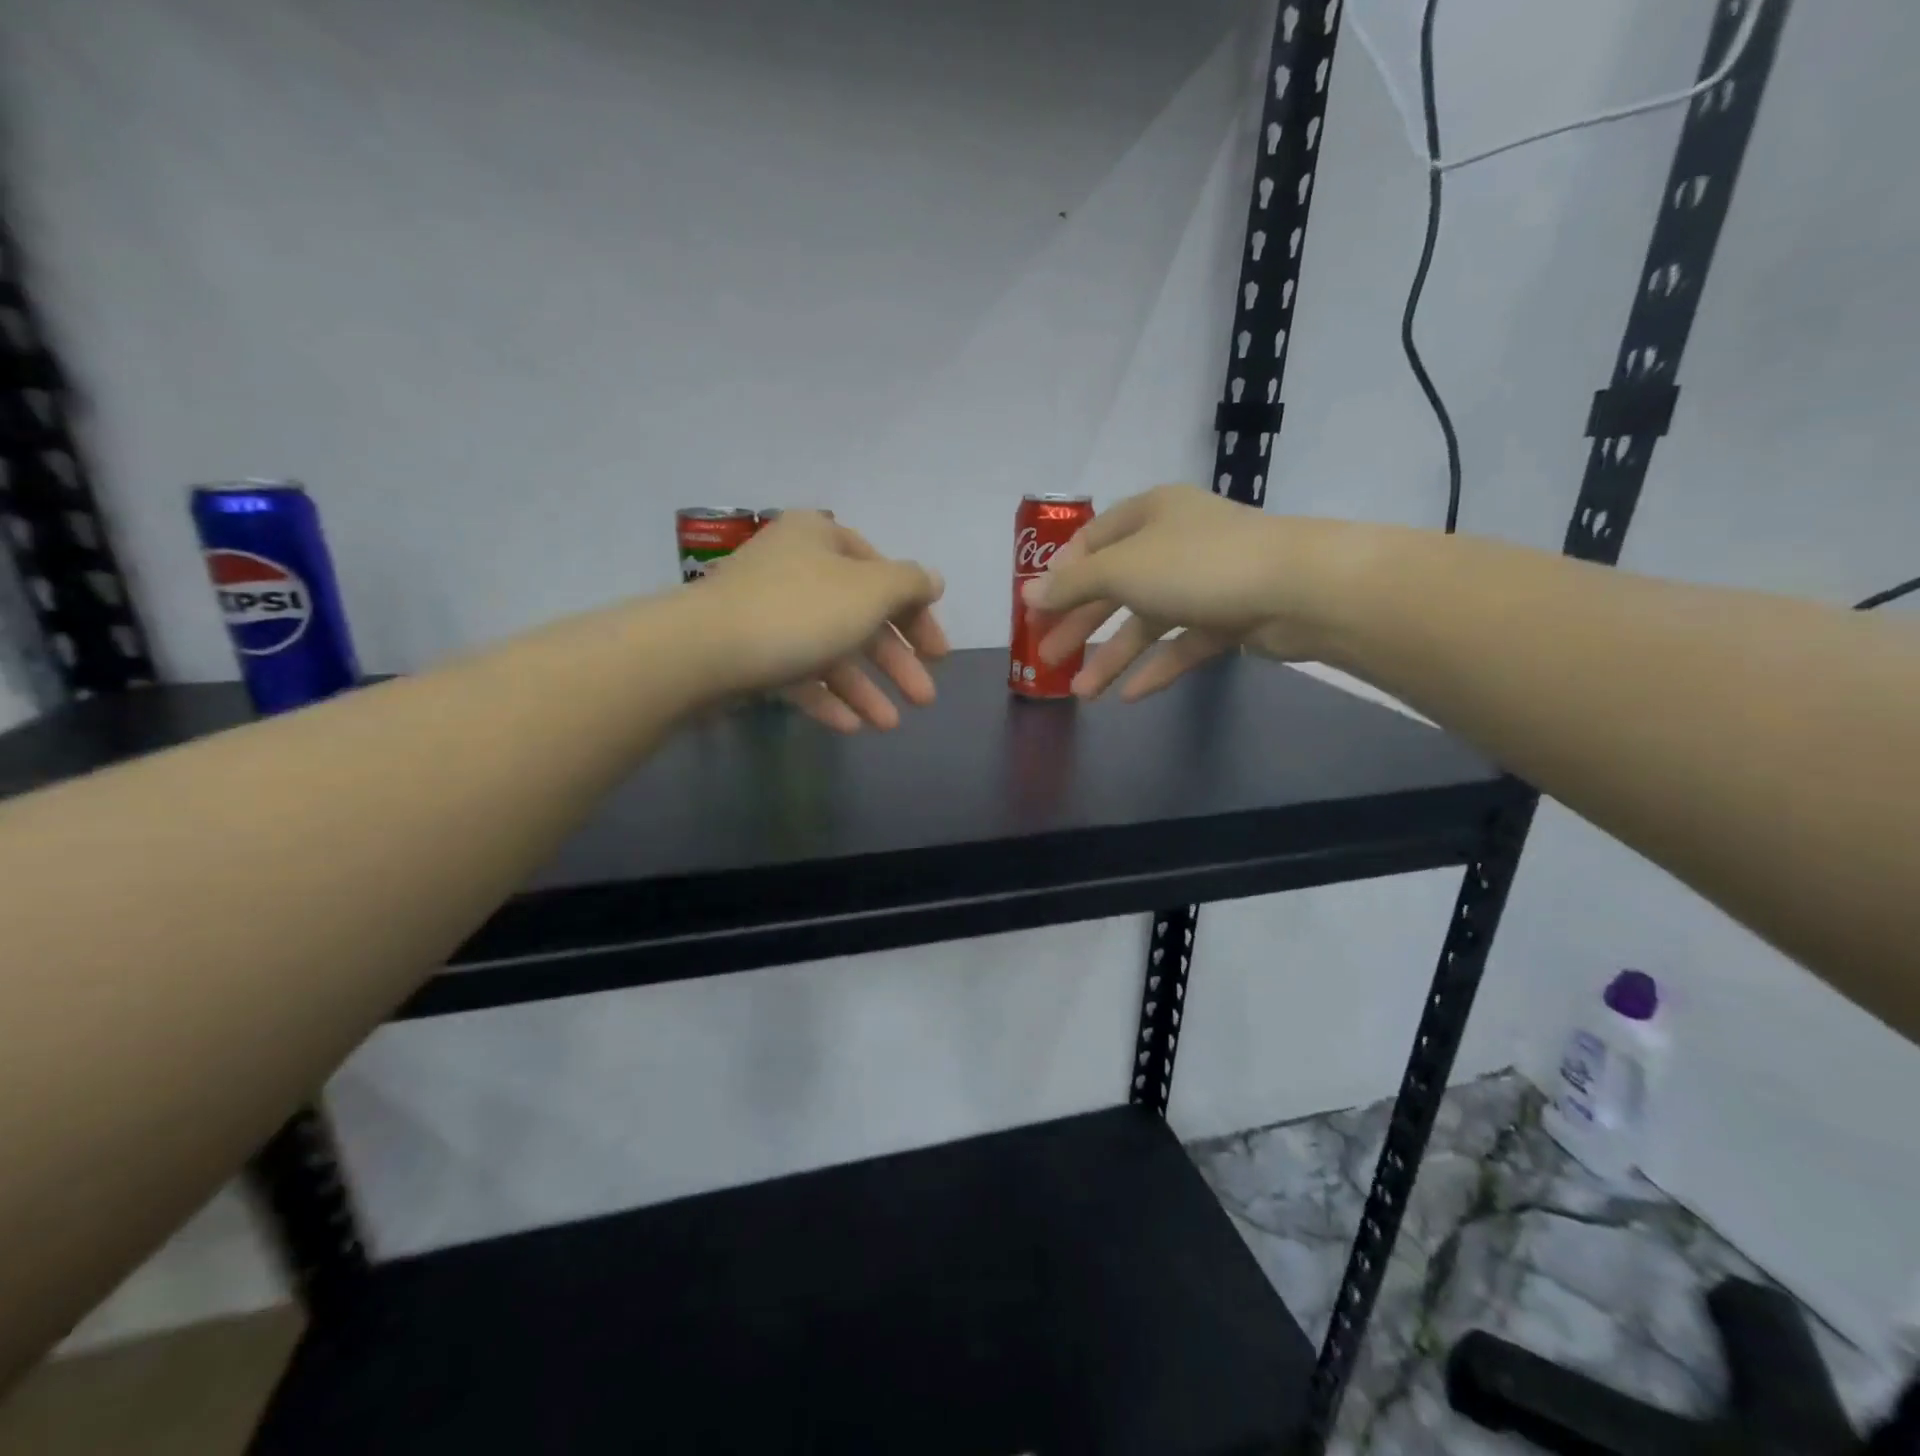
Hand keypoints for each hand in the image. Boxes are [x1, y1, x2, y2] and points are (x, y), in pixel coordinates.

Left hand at [699, 510, 948, 730]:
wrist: (701, 652)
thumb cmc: (799, 611)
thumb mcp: (869, 591)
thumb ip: (909, 584)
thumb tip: (933, 579)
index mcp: (821, 538)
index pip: (883, 573)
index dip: (917, 614)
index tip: (938, 654)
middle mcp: (795, 567)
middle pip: (860, 616)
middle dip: (896, 662)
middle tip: (925, 698)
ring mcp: (768, 611)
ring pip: (830, 649)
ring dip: (865, 687)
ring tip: (890, 725)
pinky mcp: (748, 651)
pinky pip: (797, 672)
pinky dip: (826, 697)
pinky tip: (851, 726)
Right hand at [1021, 484, 1329, 699]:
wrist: (1299, 589)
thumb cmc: (1197, 565)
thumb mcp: (1121, 569)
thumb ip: (1072, 584)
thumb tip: (1028, 594)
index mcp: (1149, 515)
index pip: (1092, 540)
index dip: (1061, 574)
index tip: (1036, 608)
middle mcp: (1174, 543)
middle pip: (1114, 586)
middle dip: (1078, 624)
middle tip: (1045, 657)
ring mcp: (1203, 582)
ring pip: (1146, 621)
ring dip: (1111, 656)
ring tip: (1081, 692)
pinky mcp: (1228, 617)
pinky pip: (1182, 644)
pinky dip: (1156, 667)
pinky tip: (1129, 696)